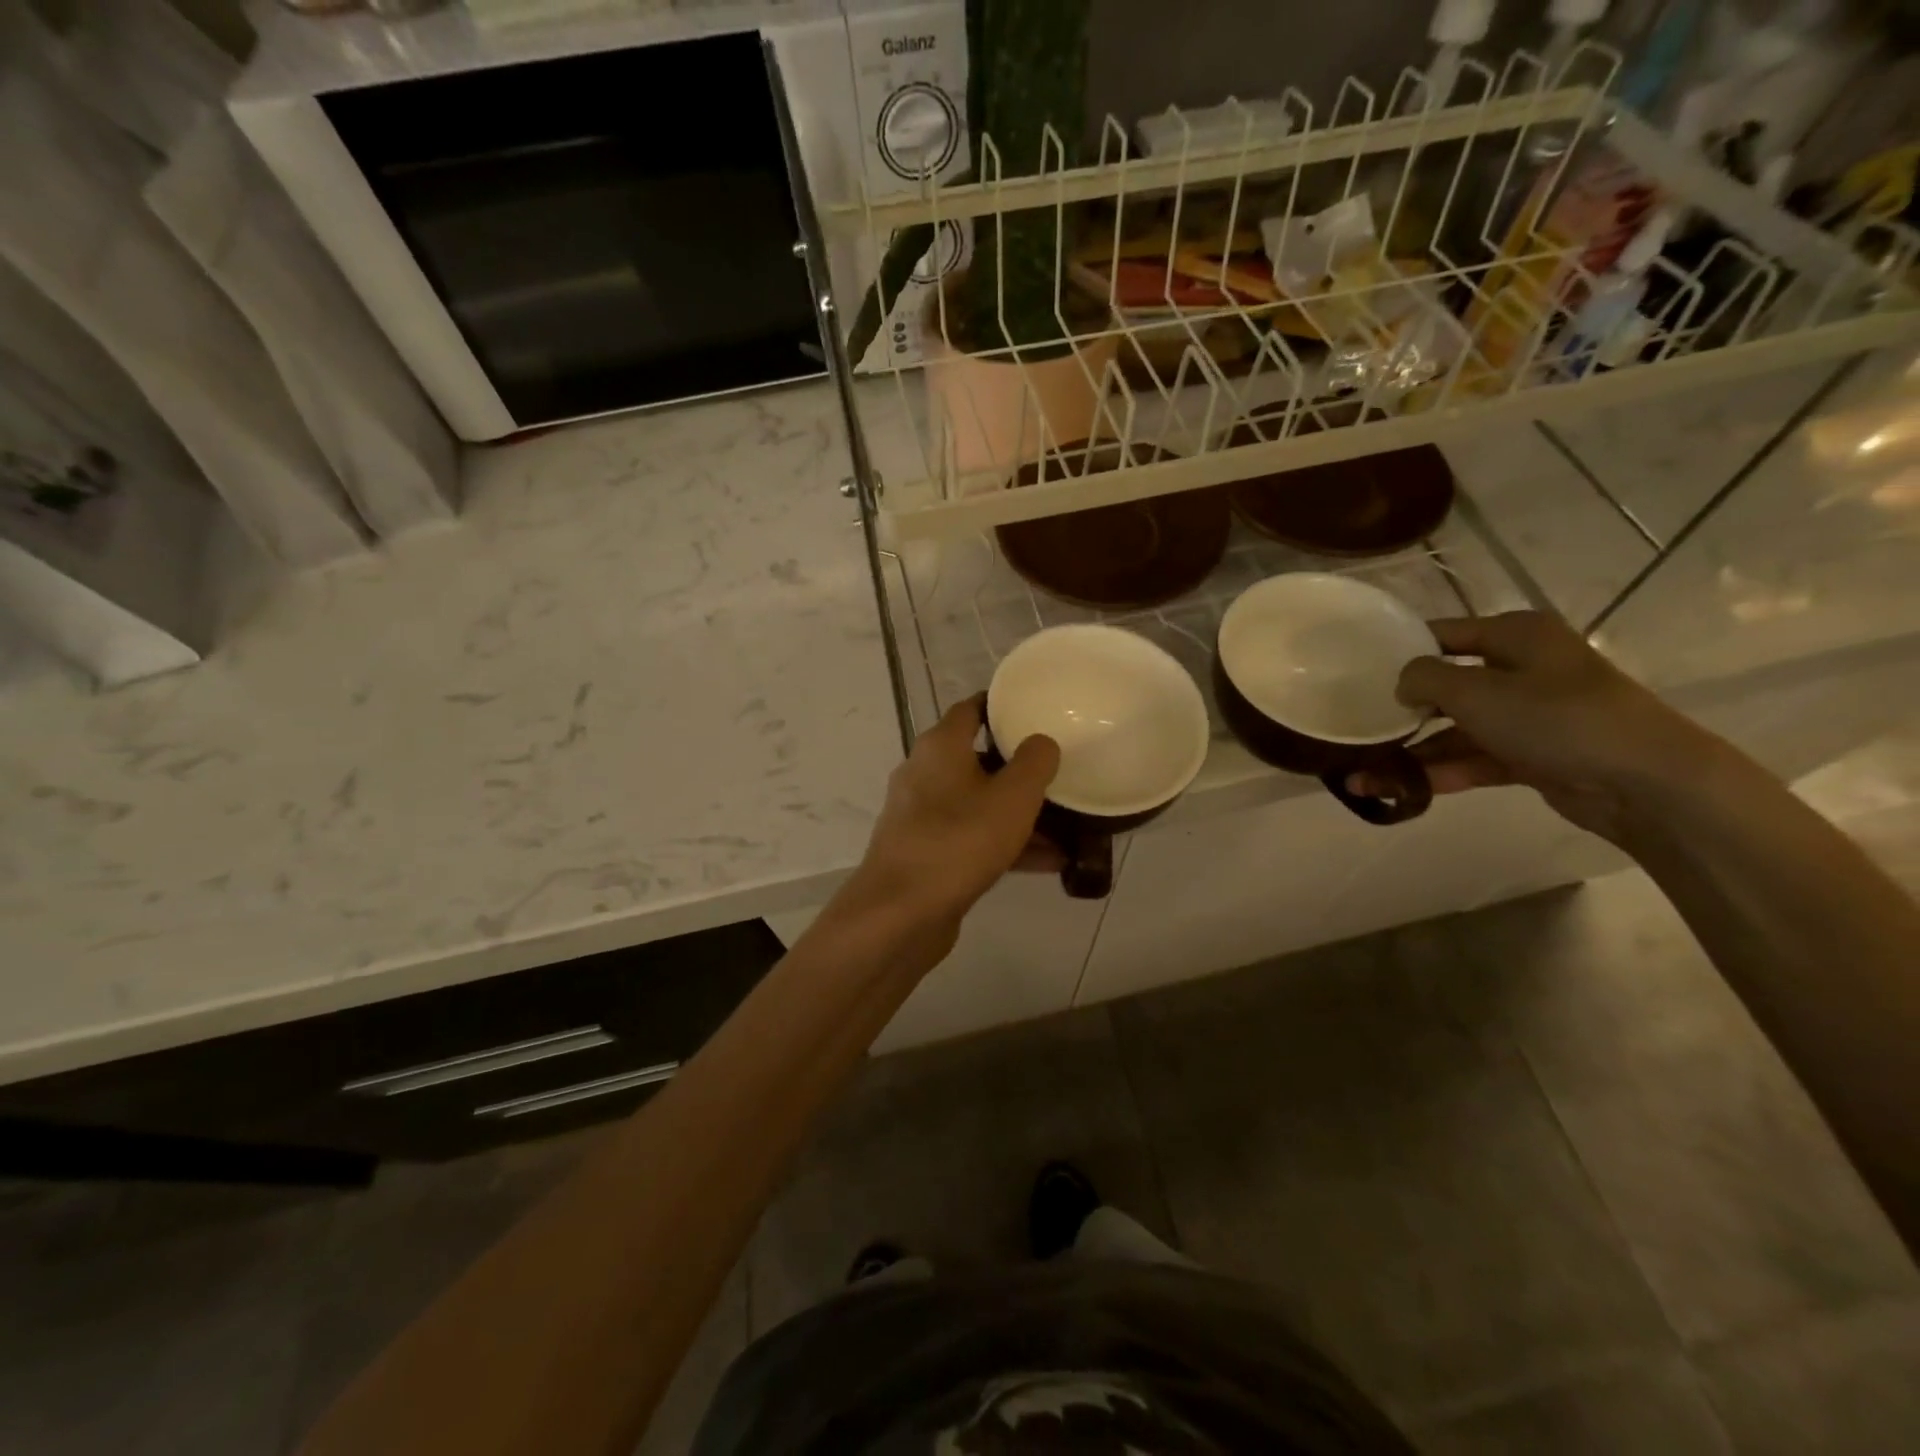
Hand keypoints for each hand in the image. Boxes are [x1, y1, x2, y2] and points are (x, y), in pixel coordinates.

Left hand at [839, 695, 1060, 938]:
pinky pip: (972, 837)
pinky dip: (1005, 844)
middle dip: (1019, 769)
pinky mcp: (926, 852)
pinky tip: (1048, 863)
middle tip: (1059, 774)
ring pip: (979, 804)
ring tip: (1068, 827)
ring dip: (1019, 815)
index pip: (971, 709)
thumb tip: (1040, 742)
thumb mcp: (1012, 797)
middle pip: (978, 759)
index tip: (1037, 713)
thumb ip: (1034, 762)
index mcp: (940, 747)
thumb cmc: (959, 841)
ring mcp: (922, 816)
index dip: (1003, 707)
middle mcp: (925, 774)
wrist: (900, 913)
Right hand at [1372, 612, 1717, 841]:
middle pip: (1446, 685)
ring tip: (1362, 776)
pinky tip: (1398, 790)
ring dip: (1412, 752)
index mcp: (1515, 635)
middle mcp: (1522, 669)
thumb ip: (1424, 679)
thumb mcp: (1475, 690)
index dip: (1400, 650)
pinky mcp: (1532, 755)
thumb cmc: (1555, 717)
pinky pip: (1475, 758)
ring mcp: (1529, 715)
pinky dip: (1440, 772)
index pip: (1442, 633)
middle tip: (1356, 727)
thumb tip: (1403, 684)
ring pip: (1456, 729)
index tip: (1356, 672)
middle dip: (1400, 711)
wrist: (1643, 781)